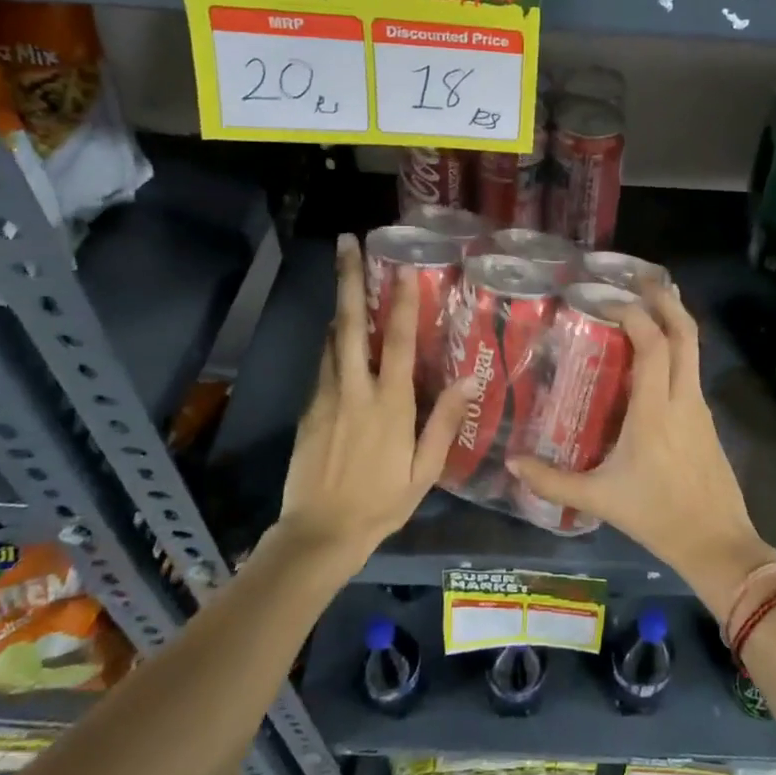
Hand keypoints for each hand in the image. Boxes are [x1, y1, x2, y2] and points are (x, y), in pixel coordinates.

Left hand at [277, 235, 475, 566]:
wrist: (318, 533)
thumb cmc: (381, 502)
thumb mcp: (424, 471)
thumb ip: (444, 424)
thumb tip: (467, 382)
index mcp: (389, 404)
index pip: (398, 342)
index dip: (402, 301)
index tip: (402, 265)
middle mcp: (354, 390)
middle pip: (350, 324)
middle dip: (348, 280)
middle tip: (344, 242)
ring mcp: (325, 397)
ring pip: (331, 340)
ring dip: (340, 305)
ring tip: (345, 273)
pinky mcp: (308, 409)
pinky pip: (323, 365)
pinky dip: (333, 341)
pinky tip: (340, 334)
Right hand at [506, 284, 775, 609]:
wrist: (717, 542)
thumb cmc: (656, 516)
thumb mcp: (599, 498)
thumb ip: (552, 481)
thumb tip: (512, 464)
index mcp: (656, 412)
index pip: (653, 346)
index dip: (635, 314)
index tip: (608, 298)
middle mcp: (683, 399)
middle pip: (685, 334)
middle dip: (666, 299)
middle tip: (642, 276)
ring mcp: (700, 408)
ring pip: (694, 349)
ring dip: (674, 319)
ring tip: (649, 301)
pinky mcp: (706, 420)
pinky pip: (692, 369)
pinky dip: (677, 347)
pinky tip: (656, 354)